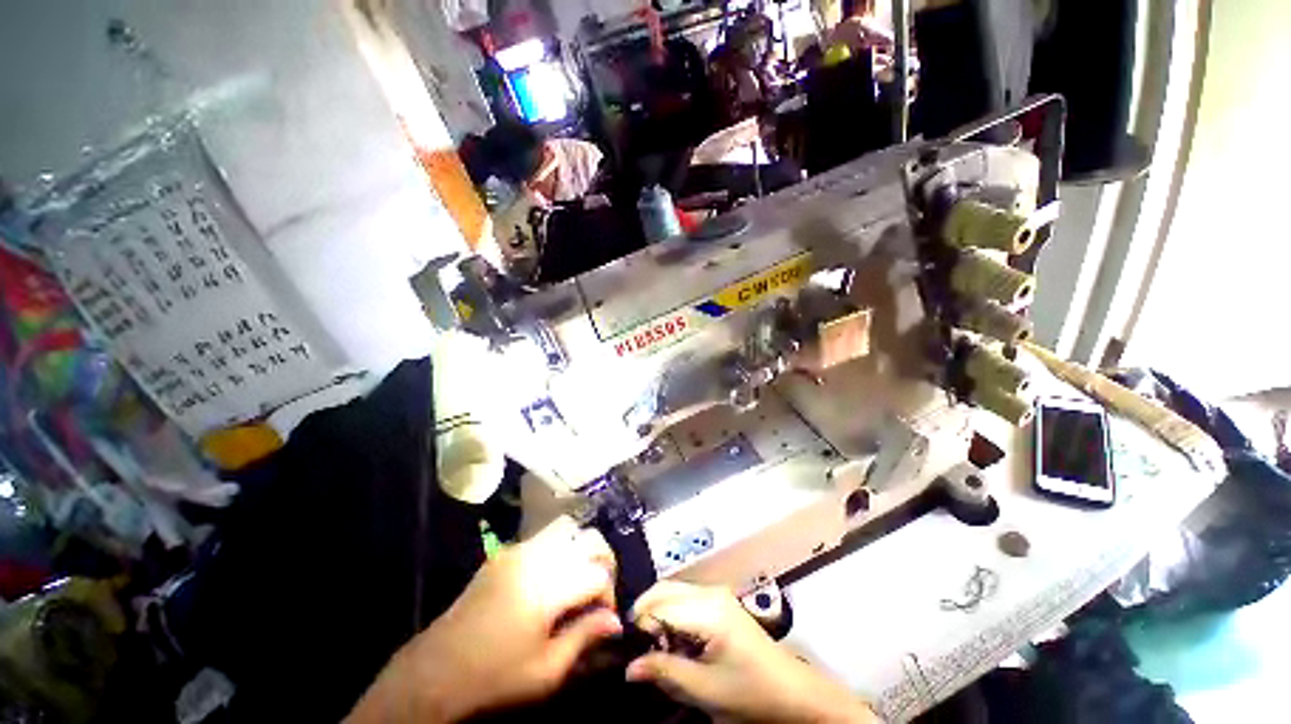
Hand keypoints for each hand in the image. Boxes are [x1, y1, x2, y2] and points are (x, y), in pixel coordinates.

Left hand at [348, 518, 621, 722]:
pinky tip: (550, 577)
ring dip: (580, 550)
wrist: (434, 672)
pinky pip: (543, 537)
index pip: (599, 573)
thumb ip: (584, 637)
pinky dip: (558, 549)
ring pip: (567, 530)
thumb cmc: (494, 678)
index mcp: (549, 586)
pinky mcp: (504, 553)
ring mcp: (518, 549)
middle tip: (597, 590)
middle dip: (602, 560)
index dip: (609, 593)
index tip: (605, 616)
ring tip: (576, 579)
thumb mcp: (546, 671)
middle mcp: (537, 557)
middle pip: (588, 538)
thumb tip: (615, 621)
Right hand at [627, 582, 877, 723]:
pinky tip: (674, 642)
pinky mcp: (720, 602)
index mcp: (708, 610)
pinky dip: (671, 615)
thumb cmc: (750, 692)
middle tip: (637, 648)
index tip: (629, 653)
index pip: (659, 606)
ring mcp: (716, 594)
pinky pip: (685, 599)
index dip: (639, 627)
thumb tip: (629, 668)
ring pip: (672, 592)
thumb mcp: (704, 691)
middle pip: (663, 590)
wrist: (792, 692)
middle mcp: (709, 592)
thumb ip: (665, 672)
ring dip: (657, 614)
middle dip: (644, 614)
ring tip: (654, 648)